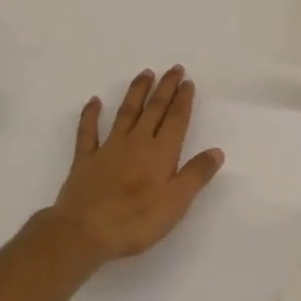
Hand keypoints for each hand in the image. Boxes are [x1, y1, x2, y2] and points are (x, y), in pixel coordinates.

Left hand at [38, 66, 224, 263]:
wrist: (83, 232)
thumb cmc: (135, 221)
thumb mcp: (175, 203)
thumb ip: (196, 175)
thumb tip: (216, 151)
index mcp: (160, 153)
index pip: (175, 120)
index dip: (183, 100)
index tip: (188, 82)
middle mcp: (136, 143)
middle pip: (153, 110)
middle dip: (165, 88)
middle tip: (174, 69)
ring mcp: (108, 149)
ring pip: (126, 113)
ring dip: (136, 92)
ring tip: (145, 73)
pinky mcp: (85, 160)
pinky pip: (88, 132)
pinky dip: (91, 115)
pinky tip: (94, 101)